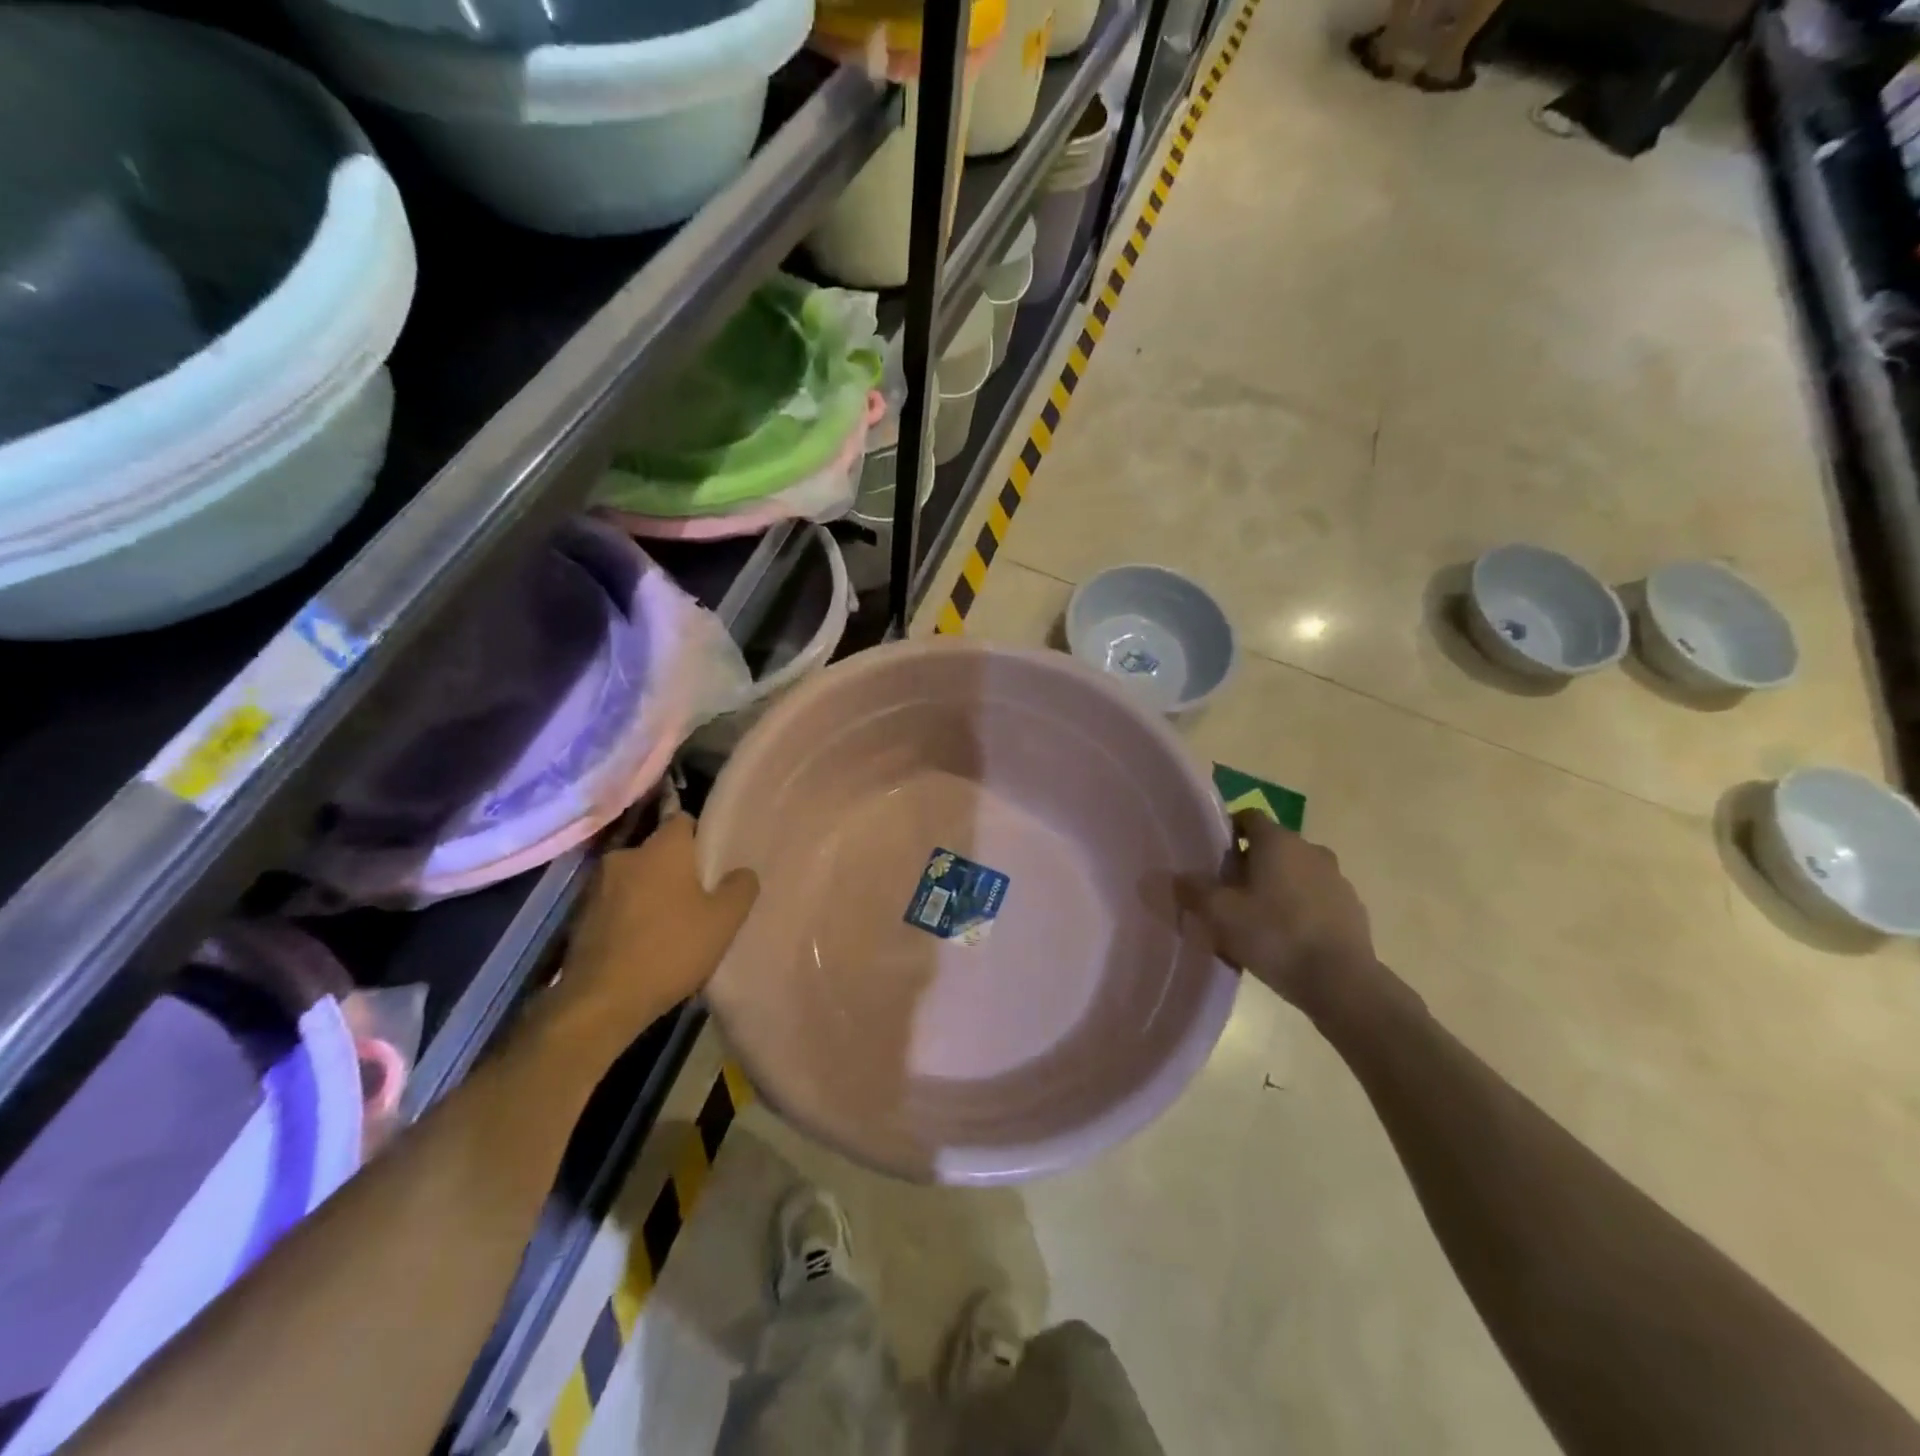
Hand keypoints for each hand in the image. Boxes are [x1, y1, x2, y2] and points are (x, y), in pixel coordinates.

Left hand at [552, 816, 757, 1050]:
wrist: (602, 1001)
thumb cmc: (670, 949)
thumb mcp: (724, 921)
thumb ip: (740, 887)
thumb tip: (742, 872)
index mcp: (661, 848)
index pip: (683, 821)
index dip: (700, 838)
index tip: (713, 862)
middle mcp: (624, 856)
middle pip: (657, 852)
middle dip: (675, 870)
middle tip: (697, 898)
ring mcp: (596, 886)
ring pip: (634, 879)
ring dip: (649, 893)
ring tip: (668, 925)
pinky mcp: (578, 916)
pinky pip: (614, 904)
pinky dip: (628, 916)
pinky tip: (642, 944)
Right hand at [1178, 811, 1377, 1012]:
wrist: (1342, 982)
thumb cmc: (1275, 935)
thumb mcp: (1220, 914)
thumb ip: (1193, 890)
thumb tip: (1174, 877)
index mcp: (1278, 840)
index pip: (1248, 817)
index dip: (1227, 832)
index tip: (1212, 858)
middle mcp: (1310, 849)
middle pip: (1272, 846)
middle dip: (1249, 864)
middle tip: (1228, 893)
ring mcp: (1336, 879)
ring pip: (1295, 873)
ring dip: (1276, 887)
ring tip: (1257, 920)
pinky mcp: (1352, 908)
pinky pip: (1316, 899)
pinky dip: (1300, 909)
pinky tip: (1286, 940)